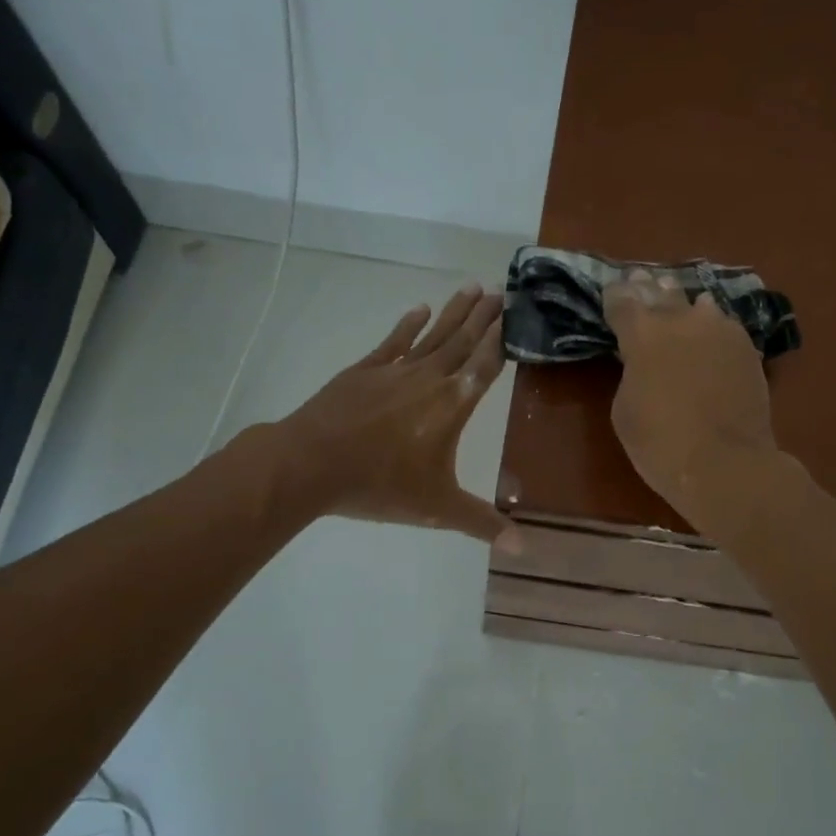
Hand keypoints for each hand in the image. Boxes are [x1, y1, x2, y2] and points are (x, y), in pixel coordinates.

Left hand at [272, 284, 515, 544]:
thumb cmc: (380, 484)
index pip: (485, 366)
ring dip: (454, 312)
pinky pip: (393, 342)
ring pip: (432, 335)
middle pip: (462, 341)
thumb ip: (481, 523)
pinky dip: (408, 325)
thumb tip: (524, 548)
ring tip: (472, 287)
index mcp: (451, 405)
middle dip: (484, 317)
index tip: (516, 315)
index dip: (501, 340)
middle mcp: (428, 379)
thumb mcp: (436, 509)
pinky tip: (419, 308)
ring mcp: (394, 371)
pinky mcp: (364, 371)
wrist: (311, 463)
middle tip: (502, 290)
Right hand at [603, 270, 780, 531]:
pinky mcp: (747, 347)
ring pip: (698, 304)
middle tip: (641, 281)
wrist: (726, 463)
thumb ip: (631, 371)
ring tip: (680, 308)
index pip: (622, 300)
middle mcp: (681, 319)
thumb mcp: (625, 409)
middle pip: (660, 292)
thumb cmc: (660, 444)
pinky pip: (724, 327)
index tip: (612, 294)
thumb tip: (644, 358)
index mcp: (642, 333)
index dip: (615, 297)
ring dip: (684, 305)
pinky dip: (712, 328)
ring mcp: (720, 329)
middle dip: (648, 289)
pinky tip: (711, 334)